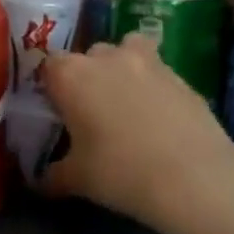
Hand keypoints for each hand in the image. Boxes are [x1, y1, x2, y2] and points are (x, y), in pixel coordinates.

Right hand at [40, 34, 233, 233]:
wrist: (194, 177)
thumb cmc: (120, 172)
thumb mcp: (77, 179)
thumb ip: (52, 175)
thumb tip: (40, 181)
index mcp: (71, 75)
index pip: (48, 66)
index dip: (50, 86)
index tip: (55, 111)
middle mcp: (106, 58)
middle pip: (88, 56)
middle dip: (86, 77)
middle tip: (89, 112)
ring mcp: (147, 62)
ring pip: (126, 51)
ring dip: (121, 69)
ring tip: (126, 102)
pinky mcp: (180, 75)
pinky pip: (157, 71)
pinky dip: (152, 86)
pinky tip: (157, 117)